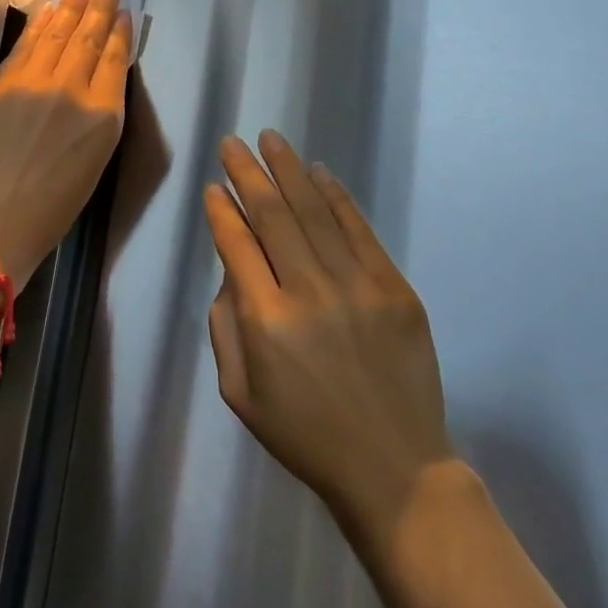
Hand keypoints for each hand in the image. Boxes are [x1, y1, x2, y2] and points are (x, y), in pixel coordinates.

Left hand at [0, 0, 132, 280]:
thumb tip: (97, 84)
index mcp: (103, 117)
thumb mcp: (93, 164)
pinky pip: (26, 45)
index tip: (125, 12)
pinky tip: (49, 10)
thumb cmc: (50, 208)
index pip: (115, 60)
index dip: (121, 33)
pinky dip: (39, 24)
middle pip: (90, 39)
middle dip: (100, 8)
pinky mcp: (1, 82)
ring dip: (71, 7)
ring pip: (58, 34)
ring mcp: (34, 82)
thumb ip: (98, 118)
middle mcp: (73, 90)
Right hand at [204, 131, 454, 538]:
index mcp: (266, 321)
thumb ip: (225, 325)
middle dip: (248, 174)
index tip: (213, 186)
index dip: (222, 210)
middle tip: (232, 143)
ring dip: (289, 171)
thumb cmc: (305, 435)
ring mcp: (358, 286)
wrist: (393, 467)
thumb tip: (233, 270)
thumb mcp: (239, 393)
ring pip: (315, 212)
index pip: (237, 245)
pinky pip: (359, 230)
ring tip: (270, 140)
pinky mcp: (394, 288)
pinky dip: (337, 197)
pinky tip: (319, 172)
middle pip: (273, 216)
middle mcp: (309, 292)